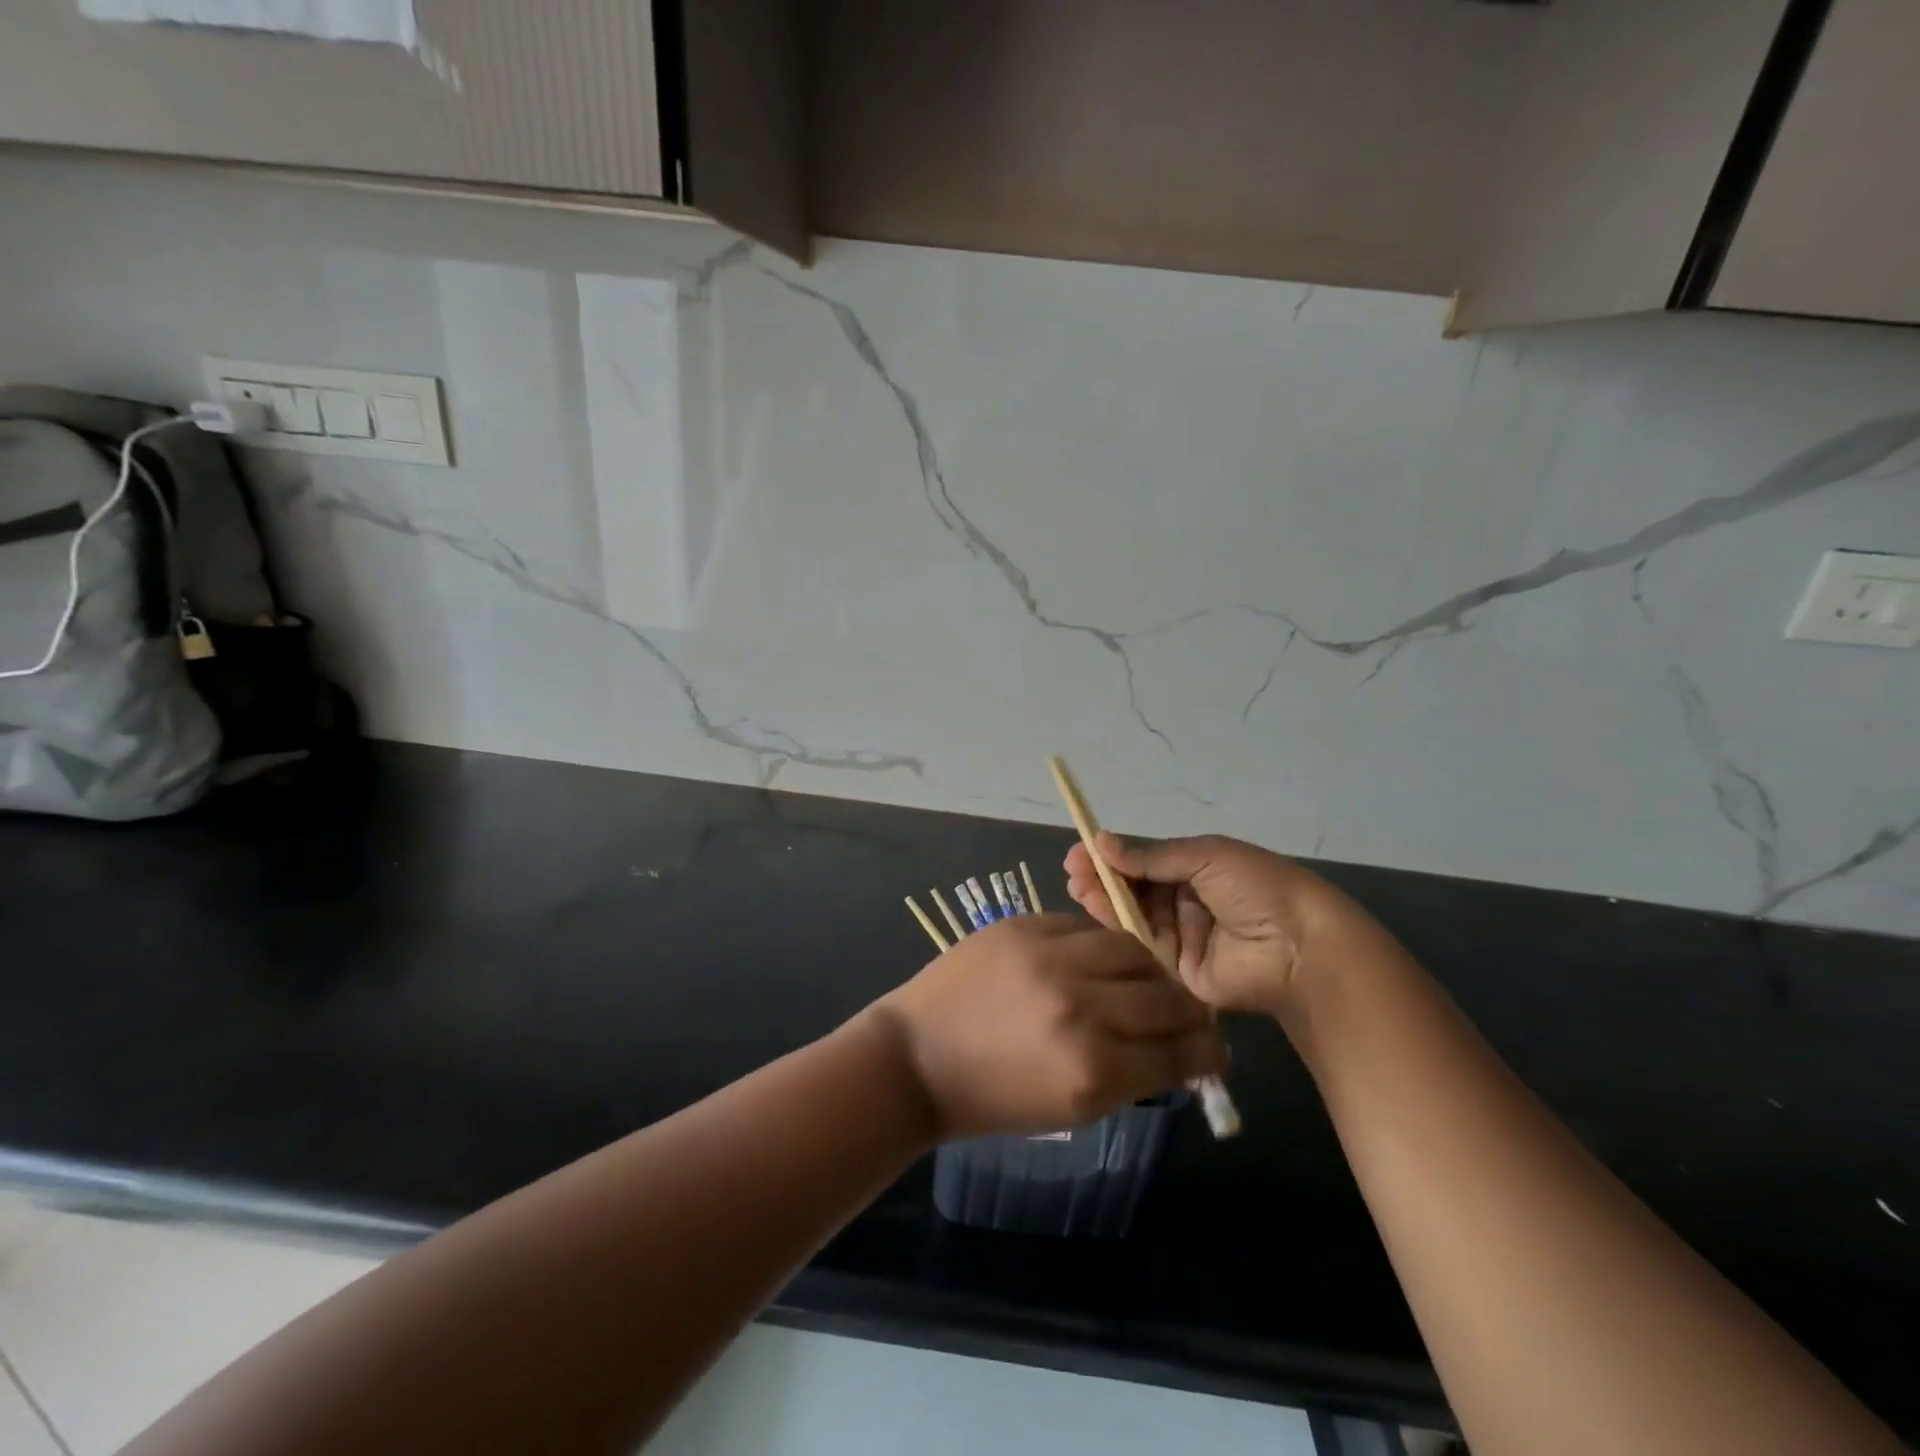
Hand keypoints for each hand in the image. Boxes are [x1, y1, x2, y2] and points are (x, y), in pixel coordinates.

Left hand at [873, 915, 1227, 1139]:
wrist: (917, 1056)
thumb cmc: (991, 1098)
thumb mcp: (1069, 1107)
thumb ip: (1129, 1077)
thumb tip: (1175, 1052)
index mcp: (1092, 1069)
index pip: (1176, 1053)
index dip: (1204, 1054)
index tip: (1212, 1052)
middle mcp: (1078, 1007)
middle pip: (1163, 996)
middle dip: (1188, 1011)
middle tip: (1187, 1015)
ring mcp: (1048, 957)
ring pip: (1131, 948)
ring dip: (1149, 968)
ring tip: (1146, 981)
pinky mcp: (1022, 926)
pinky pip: (1083, 926)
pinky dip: (1100, 946)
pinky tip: (1097, 960)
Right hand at [1064, 832, 1364, 1015]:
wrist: (1300, 947)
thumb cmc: (1257, 888)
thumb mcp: (1206, 856)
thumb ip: (1153, 856)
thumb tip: (1103, 842)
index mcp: (1197, 870)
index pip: (1145, 862)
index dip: (1114, 857)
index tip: (1081, 852)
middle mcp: (1186, 903)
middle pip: (1135, 891)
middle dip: (1104, 880)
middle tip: (1073, 872)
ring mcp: (1182, 938)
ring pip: (1135, 919)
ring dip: (1106, 903)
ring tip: (1079, 888)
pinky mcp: (1178, 973)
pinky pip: (1144, 951)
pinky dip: (1120, 934)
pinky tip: (1097, 917)